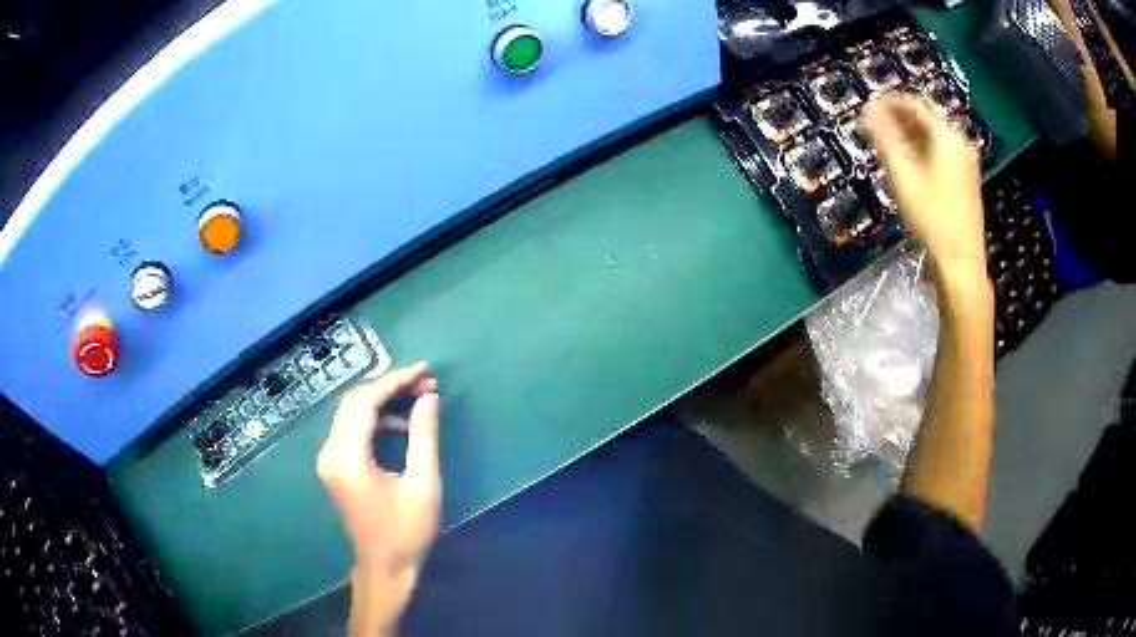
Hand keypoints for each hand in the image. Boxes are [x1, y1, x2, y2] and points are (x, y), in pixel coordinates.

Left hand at [317, 362, 440, 634]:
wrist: (385, 567)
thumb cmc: (407, 532)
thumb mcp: (423, 485)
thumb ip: (424, 437)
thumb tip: (428, 397)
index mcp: (348, 458)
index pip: (365, 403)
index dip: (394, 381)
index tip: (423, 371)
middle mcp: (330, 453)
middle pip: (353, 402)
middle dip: (388, 386)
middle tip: (424, 382)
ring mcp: (329, 459)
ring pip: (351, 412)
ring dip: (382, 400)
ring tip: (418, 398)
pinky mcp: (334, 466)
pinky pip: (351, 429)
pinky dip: (375, 419)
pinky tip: (401, 425)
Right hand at [862, 97, 985, 280]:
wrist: (961, 261)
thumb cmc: (932, 217)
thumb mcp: (904, 176)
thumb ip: (885, 139)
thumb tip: (867, 109)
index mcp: (947, 137)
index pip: (915, 106)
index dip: (889, 103)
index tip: (867, 108)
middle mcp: (960, 143)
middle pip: (925, 121)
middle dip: (898, 121)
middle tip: (873, 128)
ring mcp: (965, 162)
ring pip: (932, 138)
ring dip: (908, 137)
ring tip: (885, 146)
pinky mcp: (965, 179)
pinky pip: (940, 153)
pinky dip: (922, 152)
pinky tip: (907, 164)